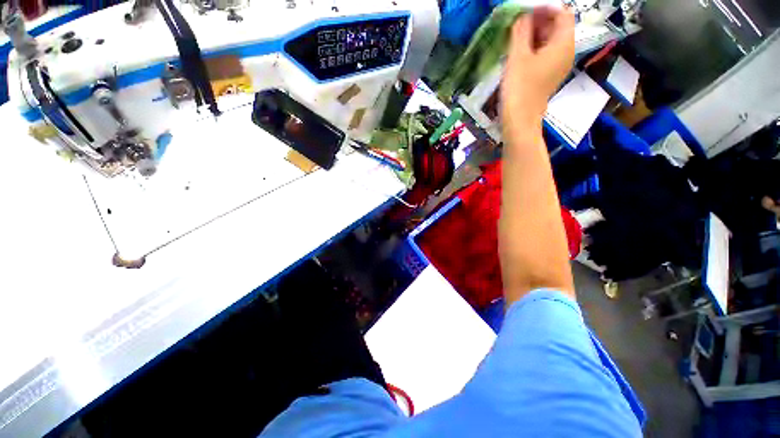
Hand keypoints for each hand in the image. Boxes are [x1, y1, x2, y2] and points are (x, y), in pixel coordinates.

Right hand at [501, 7, 574, 134]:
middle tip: (517, 24)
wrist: (520, 121)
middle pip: (557, 27)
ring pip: (550, 41)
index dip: (544, 8)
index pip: (562, 13)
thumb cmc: (519, 88)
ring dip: (534, 35)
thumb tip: (522, 16)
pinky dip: (533, 49)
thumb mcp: (518, 56)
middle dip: (538, 21)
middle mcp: (566, 52)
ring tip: (515, 38)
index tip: (524, 12)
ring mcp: (558, 66)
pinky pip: (545, 55)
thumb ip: (521, 31)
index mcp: (564, 44)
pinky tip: (518, 53)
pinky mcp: (548, 76)